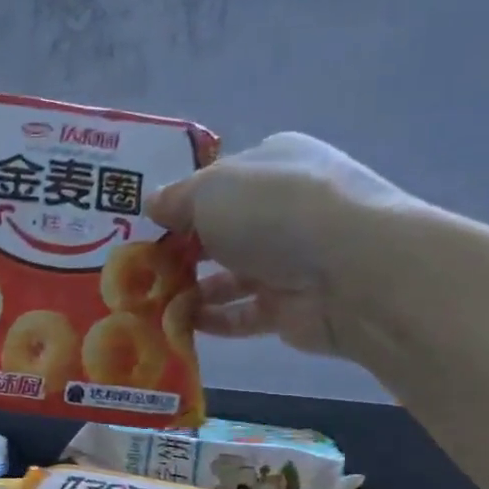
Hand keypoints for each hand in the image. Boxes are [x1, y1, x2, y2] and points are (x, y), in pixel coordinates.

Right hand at [149, 132, 417, 357]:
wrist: (350, 272)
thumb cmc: (274, 211)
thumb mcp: (209, 191)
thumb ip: (176, 199)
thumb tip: (153, 205)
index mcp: (273, 164)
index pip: (220, 181)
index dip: (182, 201)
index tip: (145, 224)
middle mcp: (285, 209)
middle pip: (223, 230)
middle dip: (182, 249)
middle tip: (138, 267)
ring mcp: (291, 260)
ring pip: (230, 275)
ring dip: (191, 288)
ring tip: (149, 300)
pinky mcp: (291, 307)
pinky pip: (242, 314)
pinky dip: (212, 319)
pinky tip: (177, 324)